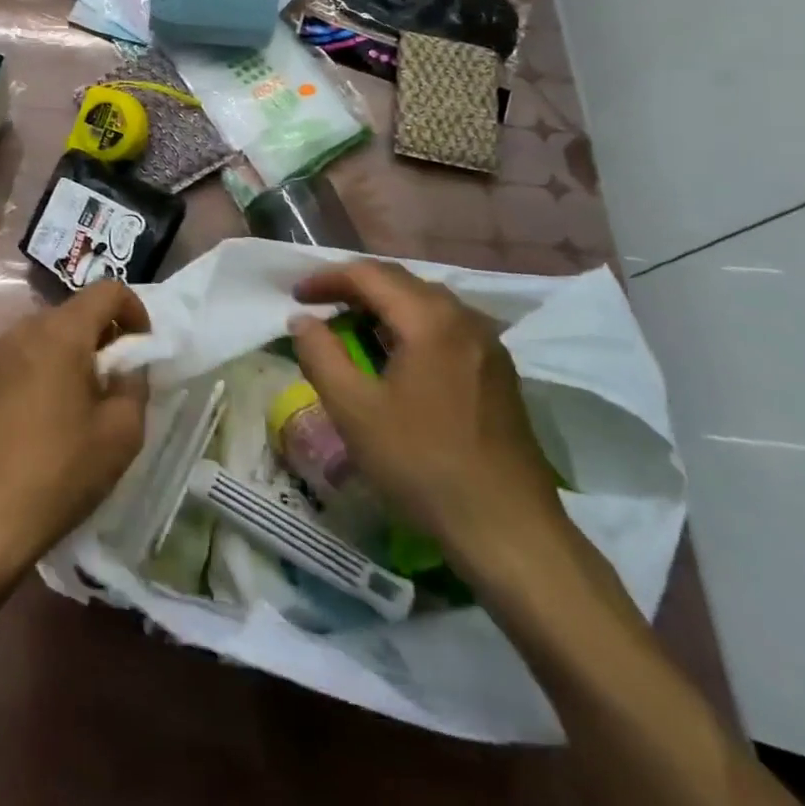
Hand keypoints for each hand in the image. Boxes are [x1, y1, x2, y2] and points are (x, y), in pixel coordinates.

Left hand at [0, 281, 149, 587]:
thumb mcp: (121, 435)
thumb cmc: (58, 474)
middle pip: (72, 313)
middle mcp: (21, 330)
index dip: (134, 311)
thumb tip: (126, 368)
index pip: (107, 291)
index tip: (142, 349)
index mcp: (61, 334)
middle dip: (100, 336)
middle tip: (112, 383)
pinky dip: (36, 371)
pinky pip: (15, 359)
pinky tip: (37, 419)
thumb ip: (134, 386)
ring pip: (42, 336)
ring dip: (67, 354)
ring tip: (74, 404)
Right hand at [289, 260, 565, 572]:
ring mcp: (488, 344)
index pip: (369, 274)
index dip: (326, 279)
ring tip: (350, 330)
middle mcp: (464, 318)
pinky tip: (395, 358)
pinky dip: (410, 327)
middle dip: (354, 288)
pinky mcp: (498, 371)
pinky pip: (445, 327)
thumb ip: (320, 354)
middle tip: (318, 308)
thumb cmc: (422, 465)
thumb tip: (301, 320)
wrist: (508, 530)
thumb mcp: (354, 410)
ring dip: (383, 307)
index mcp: (430, 319)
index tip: (295, 296)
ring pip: (425, 303)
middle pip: (400, 282)